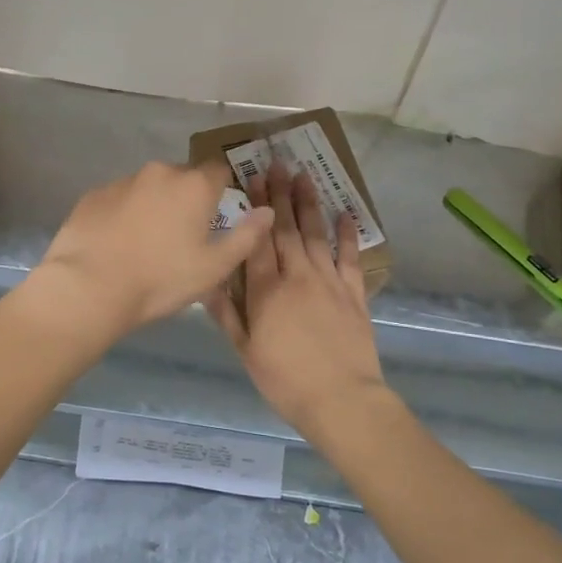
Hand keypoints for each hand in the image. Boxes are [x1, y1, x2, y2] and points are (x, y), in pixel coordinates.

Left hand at [33, 161, 275, 339]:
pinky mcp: (93, 195)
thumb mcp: (214, 267)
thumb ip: (246, 237)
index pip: (219, 170)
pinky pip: (119, 199)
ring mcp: (122, 181)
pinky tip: (117, 243)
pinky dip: (124, 213)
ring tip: (145, 243)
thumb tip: (268, 211)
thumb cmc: (160, 279)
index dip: (222, 190)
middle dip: (186, 199)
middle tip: (182, 237)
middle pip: (182, 178)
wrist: (89, 286)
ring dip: (153, 206)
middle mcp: (159, 173)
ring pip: (148, 187)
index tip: (218, 214)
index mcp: (193, 186)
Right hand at [204, 160, 387, 437]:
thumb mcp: (245, 351)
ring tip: (305, 175)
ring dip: (309, 203)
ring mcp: (329, 282)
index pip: (258, 239)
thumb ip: (226, 313)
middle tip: (276, 163)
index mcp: (266, 290)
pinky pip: (350, 257)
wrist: (340, 399)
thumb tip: (207, 281)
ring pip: (316, 234)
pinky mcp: (354, 293)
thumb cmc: (284, 379)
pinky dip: (348, 234)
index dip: (255, 207)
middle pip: (286, 228)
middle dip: (280, 193)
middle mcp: (297, 276)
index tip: (252, 178)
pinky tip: (345, 213)